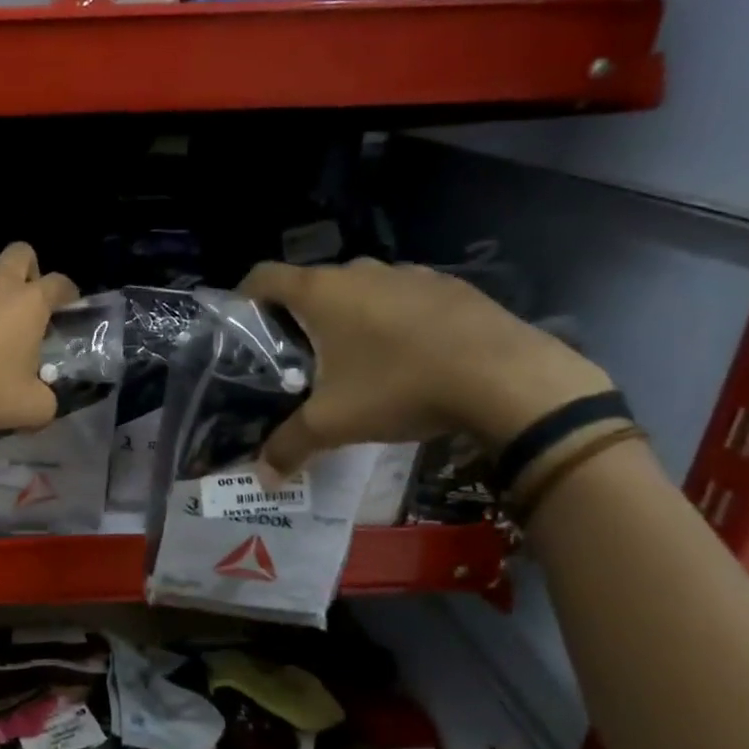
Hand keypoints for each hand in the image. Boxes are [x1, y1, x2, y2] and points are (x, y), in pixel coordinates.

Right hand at [240, 258, 612, 475]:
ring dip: (347, 317)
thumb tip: (262, 477)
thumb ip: (289, 445)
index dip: (242, 297)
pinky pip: (402, 297)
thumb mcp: (334, 423)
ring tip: (351, 359)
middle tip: (295, 358)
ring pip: (359, 290)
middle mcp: (360, 271)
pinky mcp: (450, 286)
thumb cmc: (400, 387)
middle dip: (297, 316)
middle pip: (310, 285)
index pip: (262, 276)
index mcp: (321, 292)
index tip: (240, 327)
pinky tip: (406, 357)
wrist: (508, 378)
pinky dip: (392, 319)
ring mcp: (409, 274)